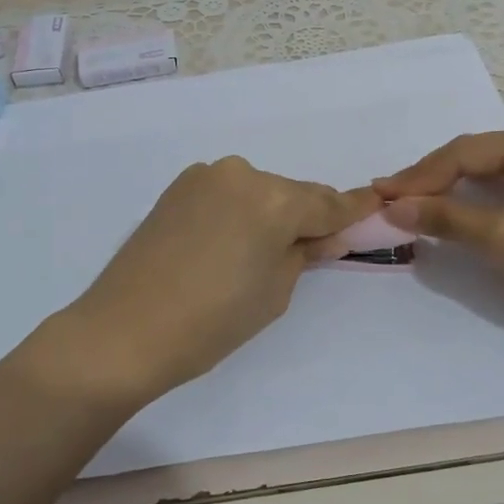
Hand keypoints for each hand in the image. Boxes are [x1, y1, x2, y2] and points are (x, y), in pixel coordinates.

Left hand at [66, 158, 379, 400]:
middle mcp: (242, 174)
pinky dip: (240, 211)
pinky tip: (230, 240)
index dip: (354, 208)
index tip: (377, 202)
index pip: (327, 204)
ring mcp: (205, 177)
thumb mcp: (275, 292)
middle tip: (317, 246)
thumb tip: (324, 235)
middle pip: (292, 194)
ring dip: (270, 213)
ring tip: (263, 250)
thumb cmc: (211, 321)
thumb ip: (304, 253)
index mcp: (274, 200)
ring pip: (258, 192)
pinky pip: (227, 194)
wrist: (125, 329)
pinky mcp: (178, 187)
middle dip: (307, 216)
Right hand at [374, 122, 503, 333]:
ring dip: (454, 188)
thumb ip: (445, 218)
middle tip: (392, 201)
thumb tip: (392, 208)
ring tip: (415, 204)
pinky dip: (481, 197)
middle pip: (478, 156)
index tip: (379, 195)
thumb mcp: (503, 240)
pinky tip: (458, 208)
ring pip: (494, 170)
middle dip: (434, 180)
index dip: (418, 176)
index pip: (464, 153)